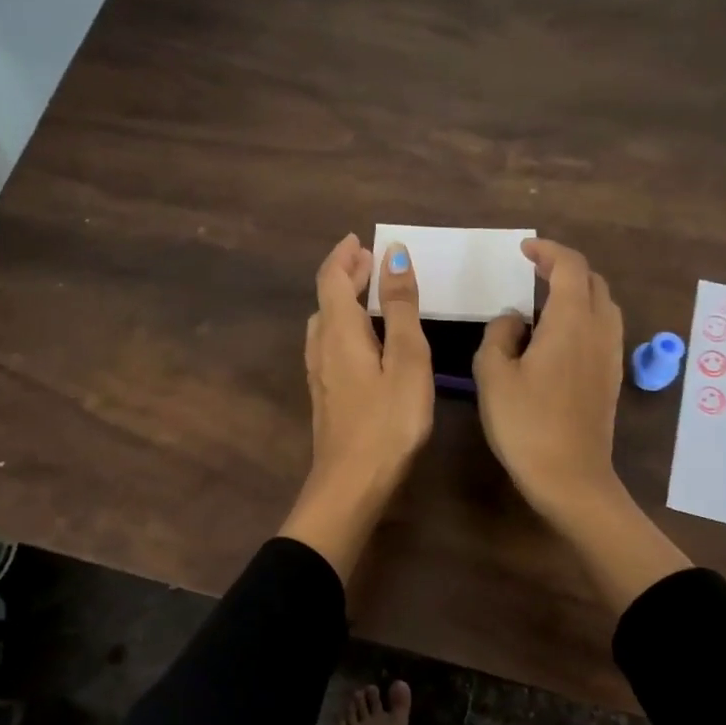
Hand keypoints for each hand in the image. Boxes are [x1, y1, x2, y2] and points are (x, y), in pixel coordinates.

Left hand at [279, 234, 433, 580]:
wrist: (352, 484)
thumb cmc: (387, 422)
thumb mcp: (406, 360)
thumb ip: (400, 308)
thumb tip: (392, 254)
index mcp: (339, 332)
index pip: (332, 279)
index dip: (344, 256)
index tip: (360, 240)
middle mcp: (322, 347)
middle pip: (326, 299)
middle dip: (346, 275)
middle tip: (370, 262)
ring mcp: (319, 375)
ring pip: (325, 324)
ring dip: (343, 301)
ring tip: (369, 294)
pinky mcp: (326, 396)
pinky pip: (330, 345)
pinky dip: (344, 326)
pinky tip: (361, 340)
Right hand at [473, 238, 624, 519]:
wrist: (570, 477)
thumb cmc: (526, 424)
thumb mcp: (493, 375)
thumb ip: (499, 335)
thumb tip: (514, 320)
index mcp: (570, 321)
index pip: (569, 266)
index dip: (548, 250)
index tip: (525, 250)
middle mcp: (598, 330)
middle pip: (592, 281)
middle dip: (564, 267)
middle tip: (533, 270)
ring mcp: (610, 354)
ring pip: (602, 305)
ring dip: (577, 292)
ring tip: (544, 301)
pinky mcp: (611, 377)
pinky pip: (603, 329)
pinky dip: (583, 316)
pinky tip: (558, 337)